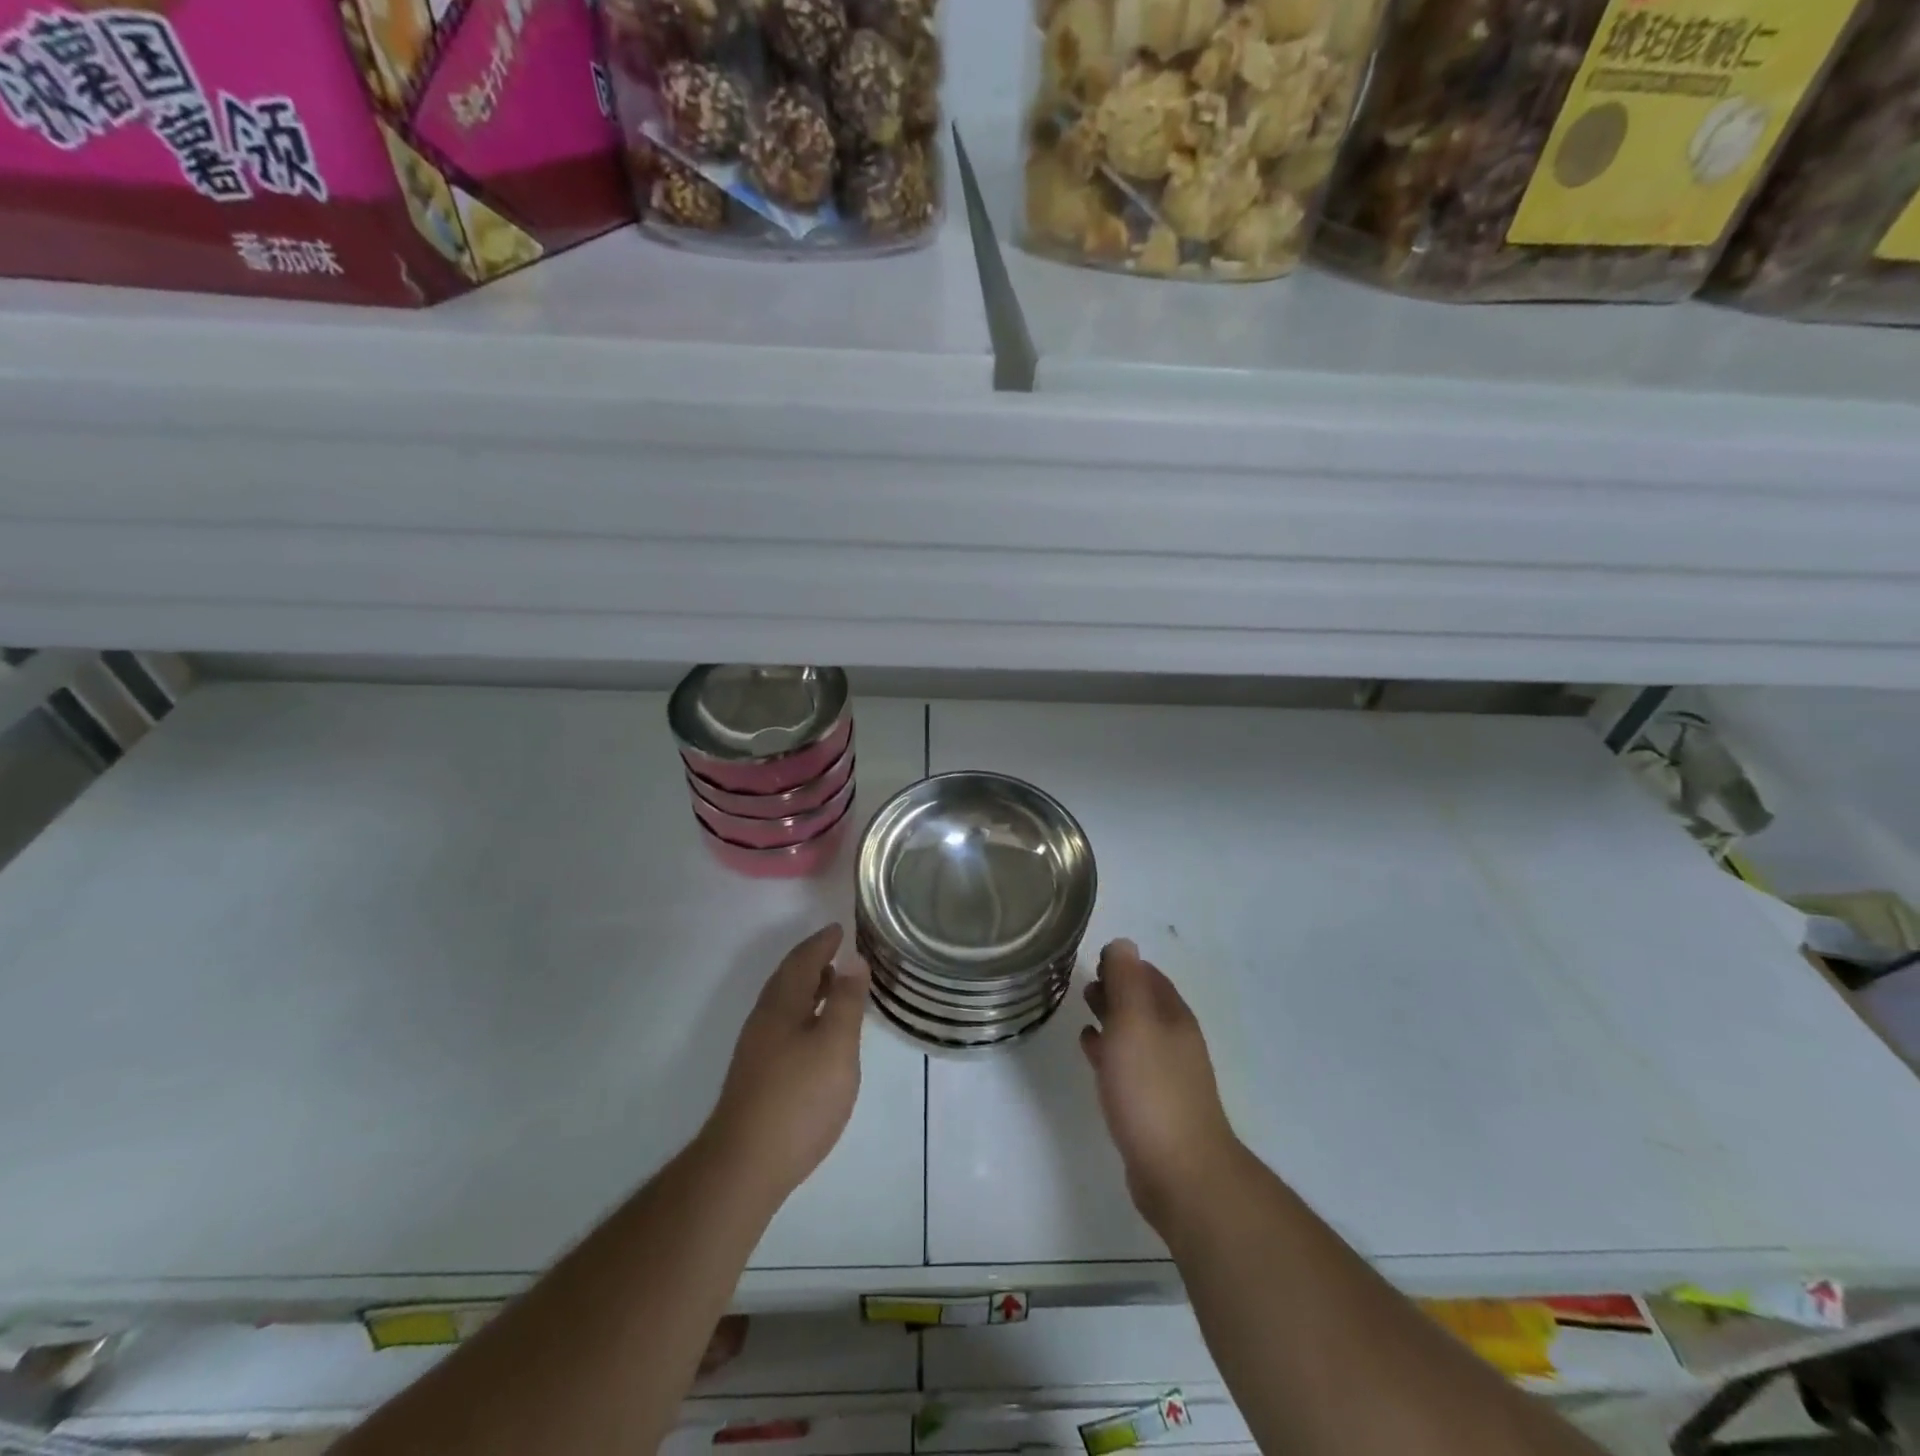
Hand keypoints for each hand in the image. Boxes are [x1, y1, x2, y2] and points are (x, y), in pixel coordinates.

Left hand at [708, 925, 869, 1204]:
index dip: (822, 942)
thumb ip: (847, 1002)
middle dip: (812, 961)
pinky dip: (804, 1013)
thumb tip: (853, 959)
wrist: (744, 1165)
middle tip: (838, 951)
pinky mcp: (758, 1076)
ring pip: (785, 1004)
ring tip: (834, 986)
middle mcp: (764, 1020)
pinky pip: (784, 1025)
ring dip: (808, 987)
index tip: (839, 928)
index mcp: (782, 1005)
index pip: (802, 960)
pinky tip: (818, 1033)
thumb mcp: (835, 1046)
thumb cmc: (798, 1098)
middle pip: (788, 979)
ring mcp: (757, 1050)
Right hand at [1081, 939, 1241, 1230]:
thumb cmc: (1151, 1089)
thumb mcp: (1133, 1023)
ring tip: (1083, 1008)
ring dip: (1111, 1017)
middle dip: (1116, 988)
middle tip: (1084, 982)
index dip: (1123, 964)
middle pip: (1143, 1003)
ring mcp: (1166, 1075)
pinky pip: (1128, 1064)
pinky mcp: (1152, 1104)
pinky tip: (1090, 1050)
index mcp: (1173, 1017)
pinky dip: (1109, 1049)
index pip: (1148, 976)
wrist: (1180, 1172)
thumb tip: (1123, 943)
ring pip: (1134, 1033)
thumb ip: (1126, 981)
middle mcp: (1174, 1040)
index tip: (1093, 960)